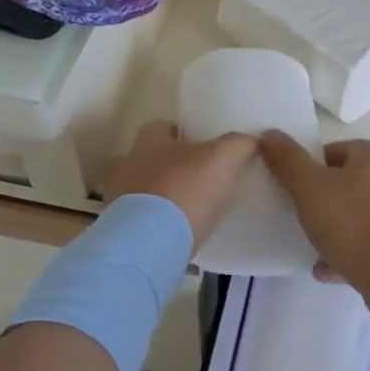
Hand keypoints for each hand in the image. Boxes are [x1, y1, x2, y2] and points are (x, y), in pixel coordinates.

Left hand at [103, 121, 257, 248]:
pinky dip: (152, 222)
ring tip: (185, 208)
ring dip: (157, 195)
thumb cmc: (185, 190)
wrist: (150, 243)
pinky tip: (173, 232)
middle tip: (194, 177)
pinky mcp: (120, 229)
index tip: (197, 144)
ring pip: (139, 189)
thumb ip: (238, 144)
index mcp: (148, 141)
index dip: (178, 133)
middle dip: (166, 165)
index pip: (159, 127)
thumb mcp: (222, 160)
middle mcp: (127, 164)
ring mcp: (117, 198)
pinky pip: (137, 219)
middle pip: (145, 158)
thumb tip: (252, 138)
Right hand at [257, 134, 369, 285]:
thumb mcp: (308, 185)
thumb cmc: (351, 220)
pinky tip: (325, 269)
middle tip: (301, 208)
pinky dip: (346, 256)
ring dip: (337, 228)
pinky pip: (367, 249)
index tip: (296, 176)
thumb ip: (287, 160)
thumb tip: (269, 134)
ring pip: (361, 218)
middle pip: (353, 183)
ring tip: (309, 242)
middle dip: (328, 194)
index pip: (342, 149)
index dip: (317, 159)